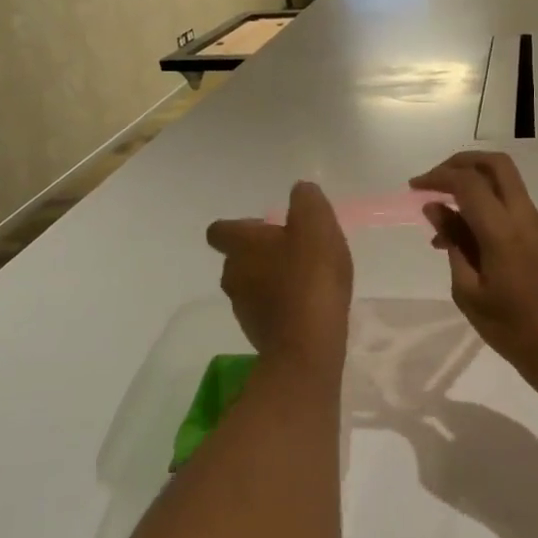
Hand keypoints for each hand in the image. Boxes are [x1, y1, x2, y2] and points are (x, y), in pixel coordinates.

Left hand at [206, 182, 352, 372]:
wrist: (308, 345)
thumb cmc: (310, 277)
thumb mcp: (317, 225)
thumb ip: (307, 201)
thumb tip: (300, 191)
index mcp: (241, 245)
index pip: (220, 229)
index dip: (241, 226)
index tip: (267, 227)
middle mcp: (232, 274)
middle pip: (238, 258)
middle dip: (262, 252)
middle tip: (295, 252)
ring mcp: (242, 308)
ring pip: (251, 284)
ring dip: (271, 279)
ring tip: (304, 280)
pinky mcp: (257, 334)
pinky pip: (266, 311)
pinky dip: (281, 306)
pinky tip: (307, 307)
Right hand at [409, 152, 537, 387]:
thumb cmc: (512, 329)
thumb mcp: (469, 292)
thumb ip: (453, 245)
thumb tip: (435, 209)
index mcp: (503, 231)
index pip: (468, 182)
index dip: (438, 177)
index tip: (415, 187)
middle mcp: (526, 218)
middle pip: (497, 165)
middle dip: (462, 162)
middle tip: (436, 180)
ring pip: (508, 187)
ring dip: (476, 191)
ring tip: (445, 231)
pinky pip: (516, 212)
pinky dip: (491, 213)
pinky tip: (472, 247)